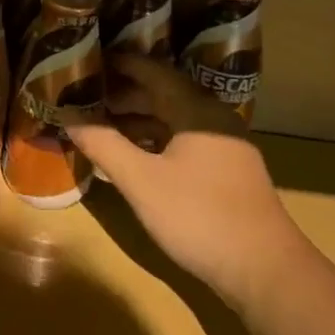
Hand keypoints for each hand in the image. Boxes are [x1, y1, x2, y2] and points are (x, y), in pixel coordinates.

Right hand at [61, 55, 301, 310]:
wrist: (268, 274)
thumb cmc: (200, 217)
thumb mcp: (142, 181)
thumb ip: (103, 144)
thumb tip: (67, 116)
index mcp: (195, 109)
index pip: (151, 70)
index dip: (117, 64)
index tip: (86, 60)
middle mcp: (212, 118)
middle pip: (161, 93)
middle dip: (122, 94)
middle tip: (85, 95)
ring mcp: (223, 147)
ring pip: (172, 120)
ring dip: (137, 120)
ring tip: (100, 125)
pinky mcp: (226, 173)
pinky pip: (182, 141)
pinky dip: (154, 141)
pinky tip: (133, 158)